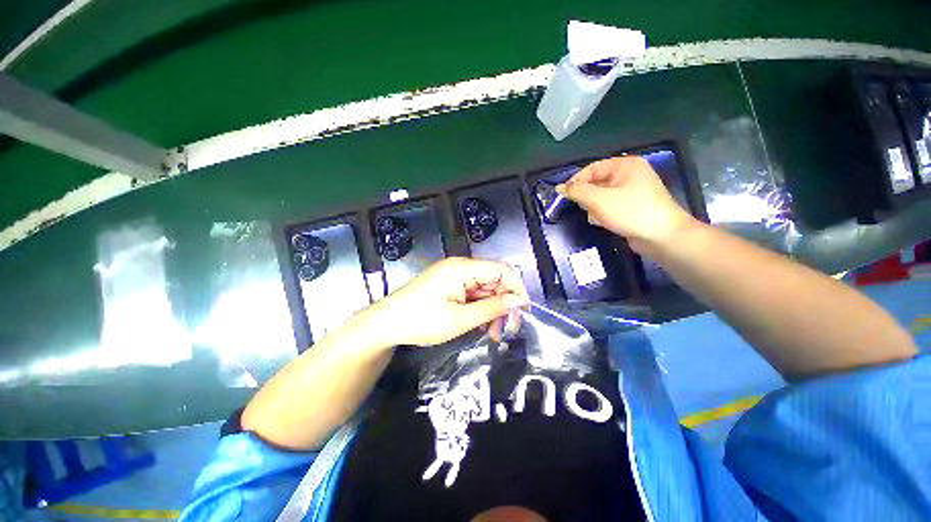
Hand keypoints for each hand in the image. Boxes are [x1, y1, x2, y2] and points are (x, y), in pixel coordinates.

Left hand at [359, 257, 529, 347]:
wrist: (386, 324)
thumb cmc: (422, 321)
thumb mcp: (461, 318)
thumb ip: (492, 308)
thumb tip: (519, 300)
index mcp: (463, 268)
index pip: (502, 270)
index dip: (516, 288)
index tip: (523, 311)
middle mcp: (460, 267)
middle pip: (494, 280)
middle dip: (504, 303)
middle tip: (506, 330)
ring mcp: (454, 276)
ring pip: (484, 289)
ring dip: (492, 309)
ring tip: (492, 333)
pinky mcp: (449, 286)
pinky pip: (472, 294)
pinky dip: (480, 309)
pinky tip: (480, 326)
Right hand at [557, 156, 697, 253]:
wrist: (661, 237)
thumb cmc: (631, 211)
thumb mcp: (599, 199)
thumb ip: (577, 191)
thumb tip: (559, 187)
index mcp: (625, 166)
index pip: (592, 169)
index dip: (576, 181)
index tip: (564, 195)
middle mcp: (629, 176)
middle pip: (595, 183)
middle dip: (588, 198)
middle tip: (587, 208)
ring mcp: (630, 192)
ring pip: (599, 197)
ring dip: (595, 208)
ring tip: (600, 217)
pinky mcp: (630, 208)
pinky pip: (608, 207)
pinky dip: (603, 214)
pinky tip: (606, 223)